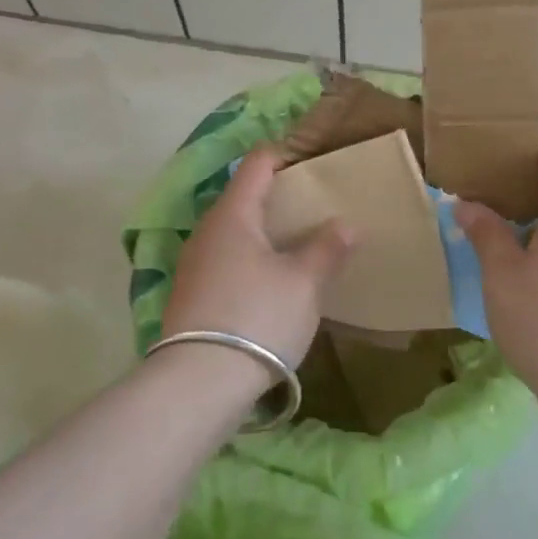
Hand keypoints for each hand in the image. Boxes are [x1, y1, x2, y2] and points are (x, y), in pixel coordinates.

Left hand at [161, 145, 356, 369]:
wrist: (199, 383)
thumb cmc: (258, 316)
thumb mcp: (303, 282)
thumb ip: (327, 248)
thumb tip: (346, 224)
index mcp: (233, 214)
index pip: (257, 163)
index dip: (286, 155)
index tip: (316, 162)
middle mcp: (207, 230)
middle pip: (244, 196)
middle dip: (279, 196)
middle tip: (317, 206)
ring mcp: (194, 263)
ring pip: (235, 231)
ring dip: (265, 231)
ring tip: (300, 243)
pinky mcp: (191, 294)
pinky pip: (226, 259)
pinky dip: (251, 257)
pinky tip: (272, 280)